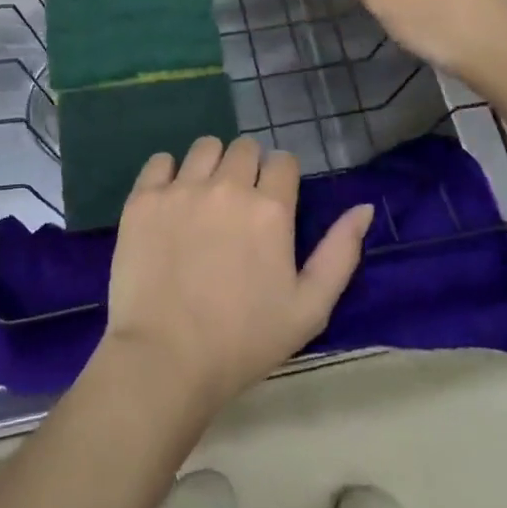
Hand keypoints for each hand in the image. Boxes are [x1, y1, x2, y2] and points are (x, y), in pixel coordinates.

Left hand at [103, 136, 374, 413]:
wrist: (165, 360)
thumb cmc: (244, 341)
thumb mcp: (309, 309)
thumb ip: (340, 253)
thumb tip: (363, 207)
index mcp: (270, 209)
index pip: (283, 161)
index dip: (281, 179)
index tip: (273, 203)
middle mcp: (228, 186)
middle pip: (245, 148)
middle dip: (248, 168)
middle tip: (239, 205)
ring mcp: (182, 189)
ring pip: (205, 147)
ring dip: (211, 164)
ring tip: (204, 199)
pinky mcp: (144, 198)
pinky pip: (160, 161)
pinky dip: (168, 173)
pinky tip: (170, 201)